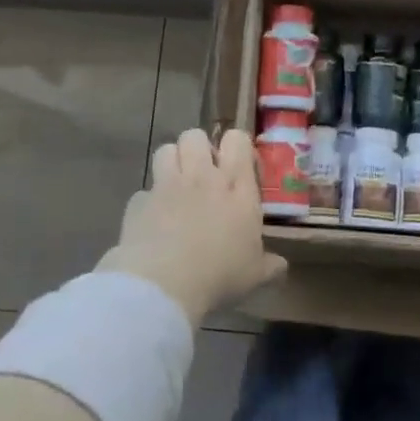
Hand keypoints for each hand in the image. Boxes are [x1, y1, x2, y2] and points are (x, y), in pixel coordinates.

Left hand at [96, 128, 284, 323]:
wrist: (164, 284)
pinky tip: (153, 224)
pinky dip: (149, 203)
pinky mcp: (138, 202)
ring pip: (166, 149)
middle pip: (195, 136)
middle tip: (203, 174)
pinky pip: (144, 191)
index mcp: (236, 187)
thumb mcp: (255, 275)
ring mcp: (167, 186)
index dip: (236, 147)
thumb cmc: (220, 275)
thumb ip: (270, 265)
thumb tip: (281, 266)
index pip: (237, 140)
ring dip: (171, 162)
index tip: (238, 168)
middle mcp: (202, 177)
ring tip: (177, 187)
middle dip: (198, 148)